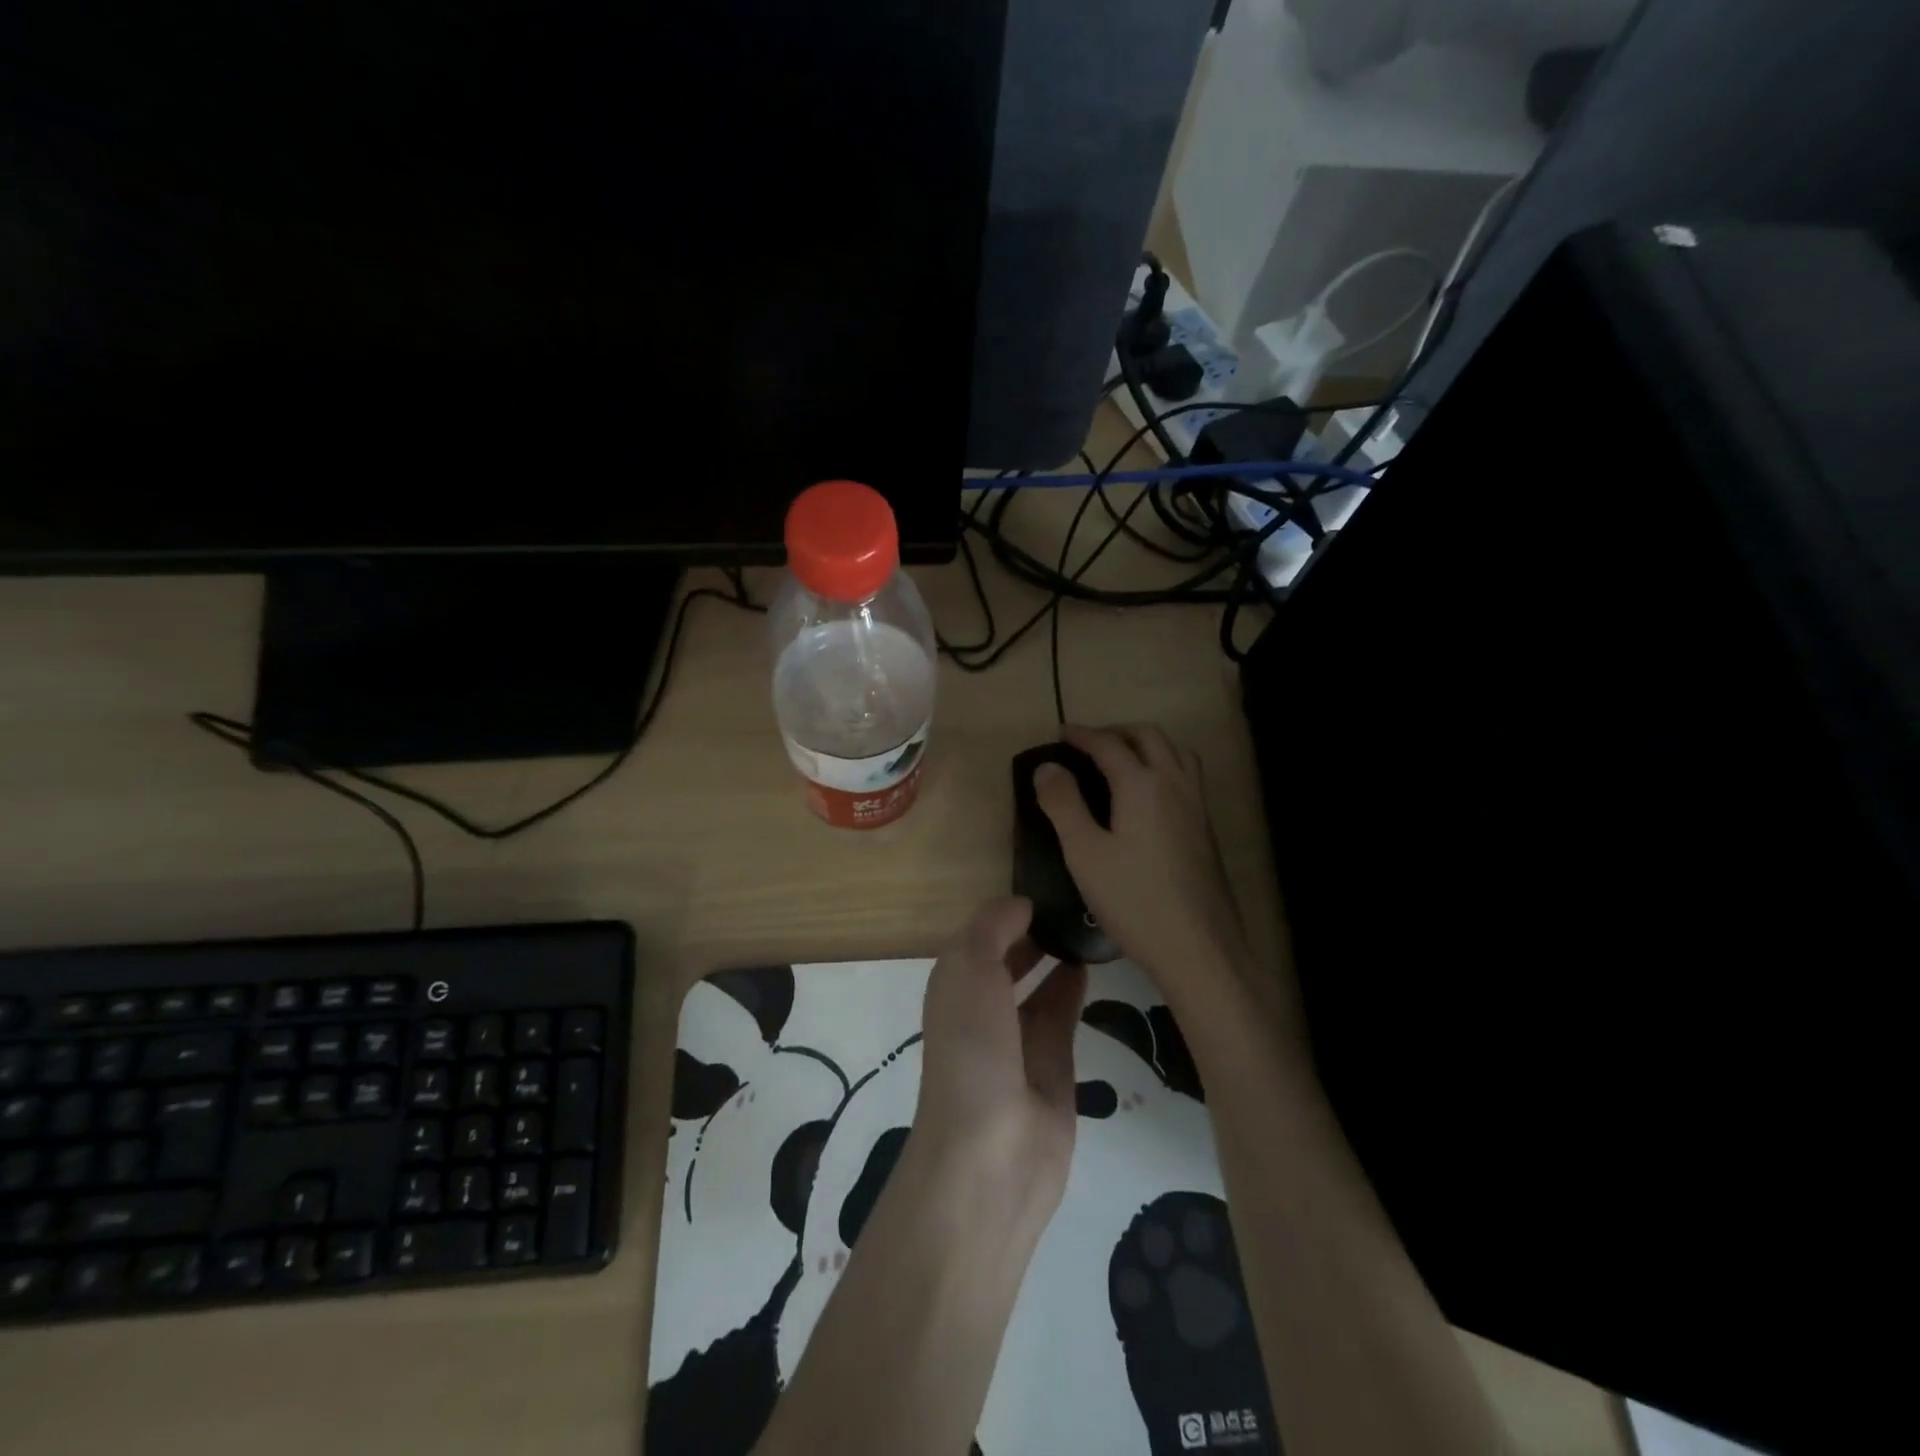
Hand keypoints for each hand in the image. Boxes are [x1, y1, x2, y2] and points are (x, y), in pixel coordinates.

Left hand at [914, 896, 1086, 1218]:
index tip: (1043, 884)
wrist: (993, 1152)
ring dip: (1056, 956)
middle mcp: (982, 1010)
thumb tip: (1021, 905)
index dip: (1005, 912)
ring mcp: (1018, 1041)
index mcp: (953, 986)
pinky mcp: (1053, 1066)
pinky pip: (1062, 1014)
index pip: (979, 937)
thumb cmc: (971, 1047)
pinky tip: (1090, 962)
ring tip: (1086, 924)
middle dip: (1032, 932)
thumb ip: (993, 927)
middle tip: (1072, 901)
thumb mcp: (969, 968)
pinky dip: (1073, 987)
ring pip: (1037, 986)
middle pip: (1008, 960)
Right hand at [1033, 724, 1253, 1016]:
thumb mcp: (1084, 853)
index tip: (1061, 732)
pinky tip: (1151, 796)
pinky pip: (1187, 775)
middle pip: (1149, 737)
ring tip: (1123, 760)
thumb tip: (1047, 766)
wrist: (1198, 947)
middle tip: (1090, 743)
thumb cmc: (1133, 900)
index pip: (1108, 744)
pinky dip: (1165, 765)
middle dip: (1117, 731)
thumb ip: (1063, 805)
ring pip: (1176, 752)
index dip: (1082, 734)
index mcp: (1142, 785)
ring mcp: (1196, 805)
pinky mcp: (1206, 828)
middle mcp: (1174, 784)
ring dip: (1147, 744)